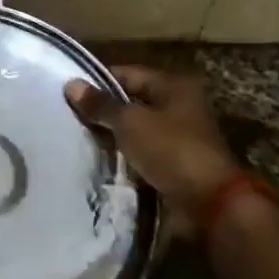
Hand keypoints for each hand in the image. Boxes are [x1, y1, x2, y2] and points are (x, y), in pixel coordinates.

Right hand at [64, 67, 241, 230]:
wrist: (209, 204)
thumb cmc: (171, 151)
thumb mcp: (131, 123)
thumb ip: (101, 105)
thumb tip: (71, 84)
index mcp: (174, 87)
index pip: (128, 74)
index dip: (99, 81)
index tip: (69, 93)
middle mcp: (179, 107)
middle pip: (132, 103)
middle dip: (104, 112)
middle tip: (69, 118)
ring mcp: (179, 138)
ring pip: (136, 132)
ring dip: (113, 138)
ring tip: (78, 141)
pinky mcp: (175, 166)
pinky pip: (142, 156)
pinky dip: (125, 159)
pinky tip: (99, 163)